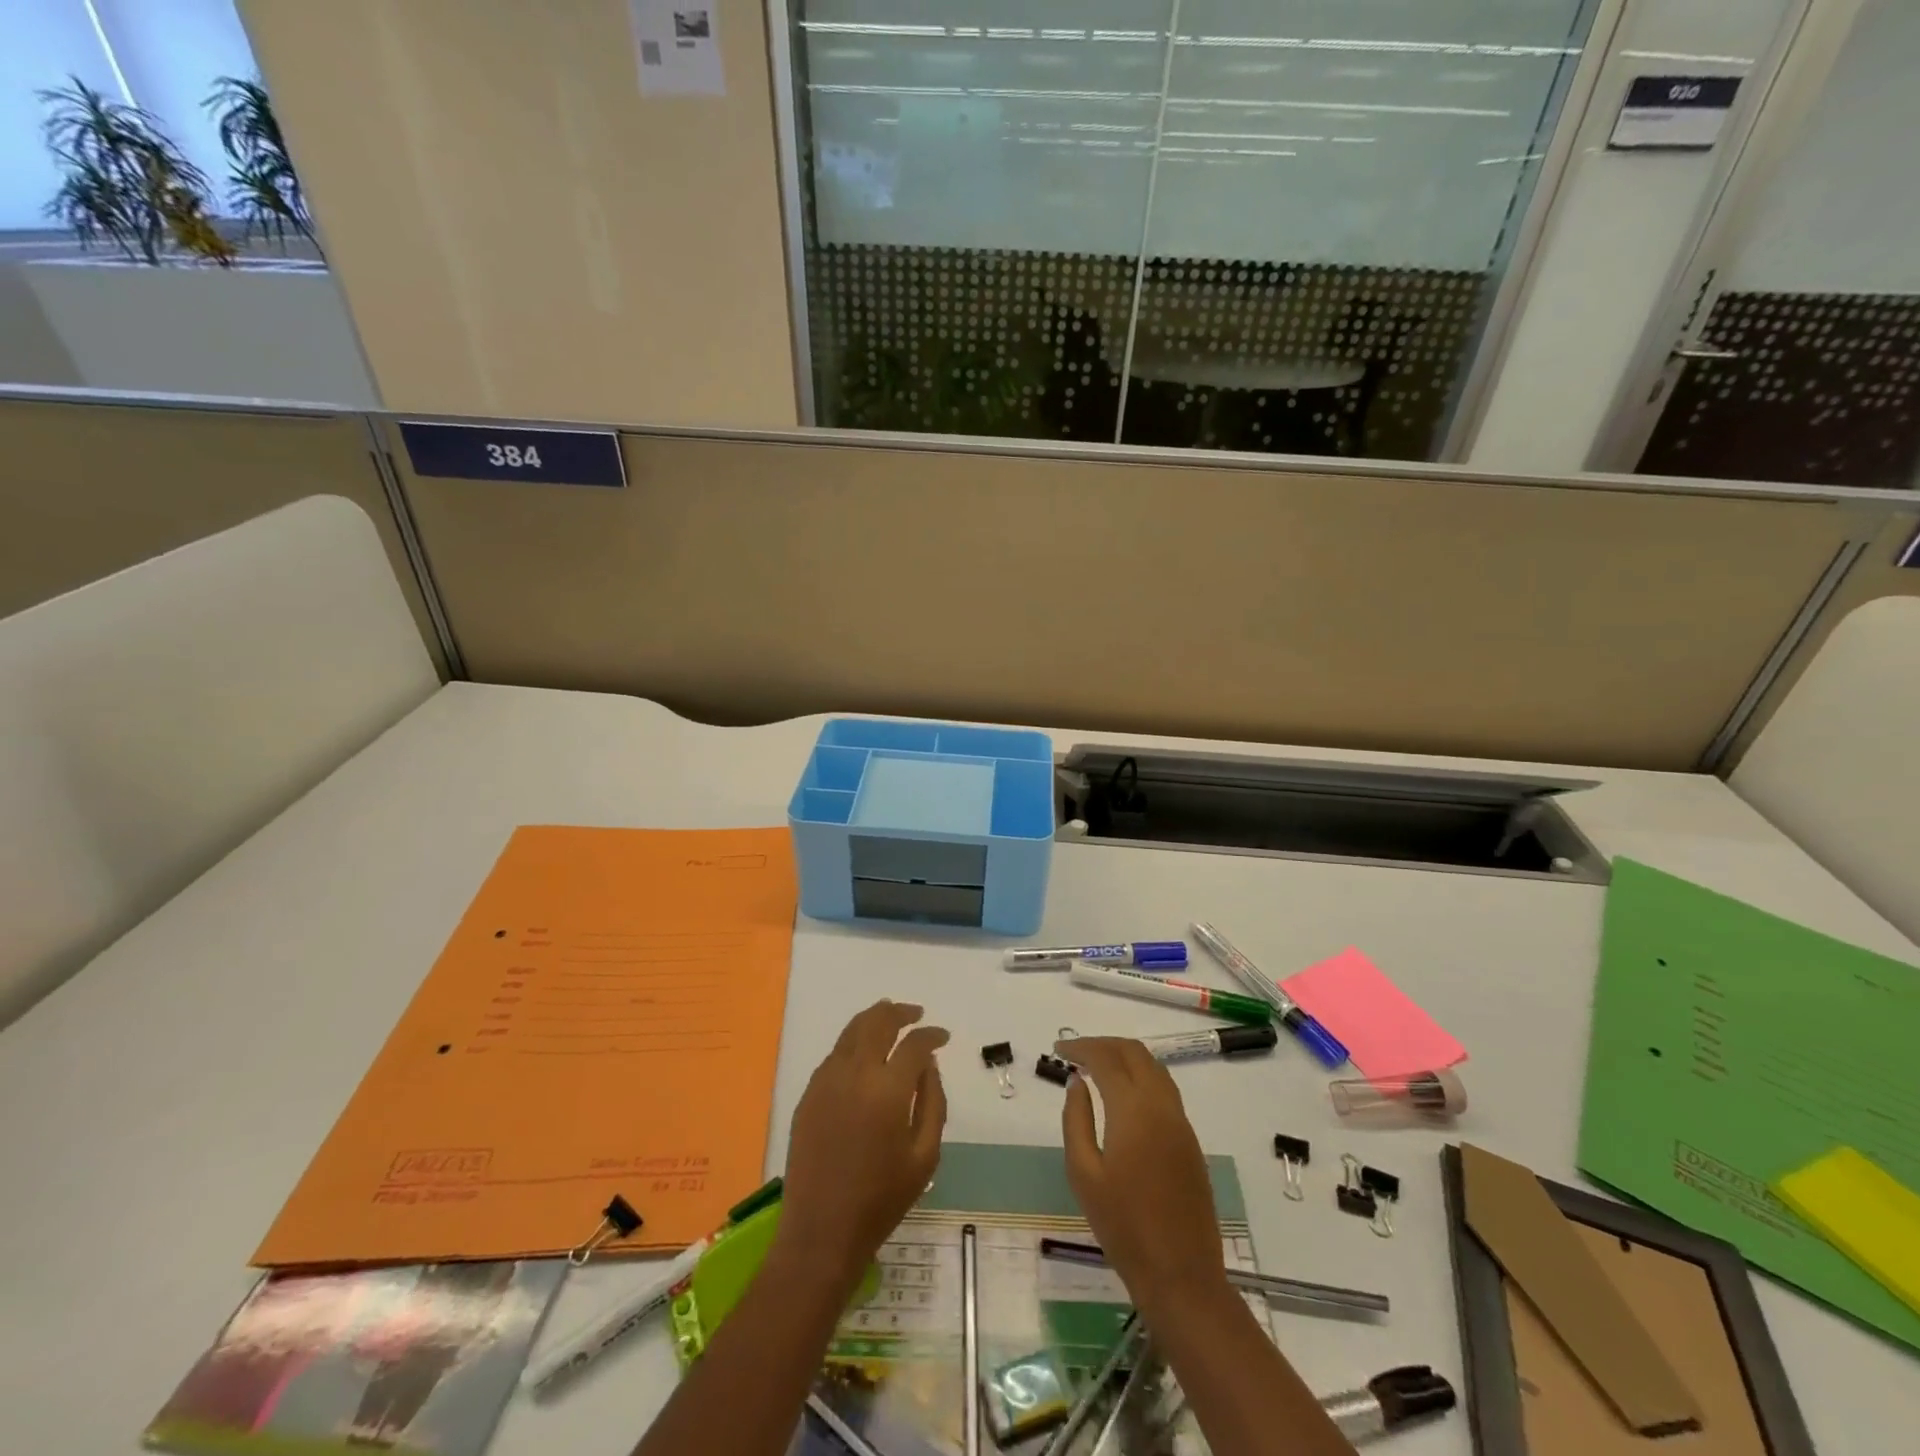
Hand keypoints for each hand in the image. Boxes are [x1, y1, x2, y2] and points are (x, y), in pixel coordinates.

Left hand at [773, 1001, 948, 1292]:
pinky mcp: (808, 1094)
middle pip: (877, 1022)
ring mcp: (826, 1081)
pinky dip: (853, 1043)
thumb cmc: (881, 1200)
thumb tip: (928, 1065)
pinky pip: (834, 1055)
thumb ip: (932, 1102)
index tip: (943, 1036)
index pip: (914, 1044)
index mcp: (887, 1090)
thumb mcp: (924, 1156)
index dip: (931, 1035)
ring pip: (851, 1031)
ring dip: (874, 1019)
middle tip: (915, 1014)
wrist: (821, 1232)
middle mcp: (855, 1074)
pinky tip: (863, 1054)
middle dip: (899, 1012)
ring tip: (889, 1019)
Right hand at [1058, 1037, 1229, 1312]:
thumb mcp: (1083, 1173)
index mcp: (1134, 1110)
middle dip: (1104, 1044)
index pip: (1106, 1058)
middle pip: (1134, 1053)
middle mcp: (1162, 1105)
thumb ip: (1077, 1120)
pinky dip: (1140, 1076)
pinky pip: (1164, 1089)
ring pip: (1154, 1067)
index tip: (1058, 1048)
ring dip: (1125, 1057)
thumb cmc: (1123, 1227)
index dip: (1081, 1047)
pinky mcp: (1190, 1140)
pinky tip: (1122, 1095)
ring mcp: (1181, 1122)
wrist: (1181, 1275)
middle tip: (1076, 1052)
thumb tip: (1077, 1083)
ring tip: (1097, 1067)